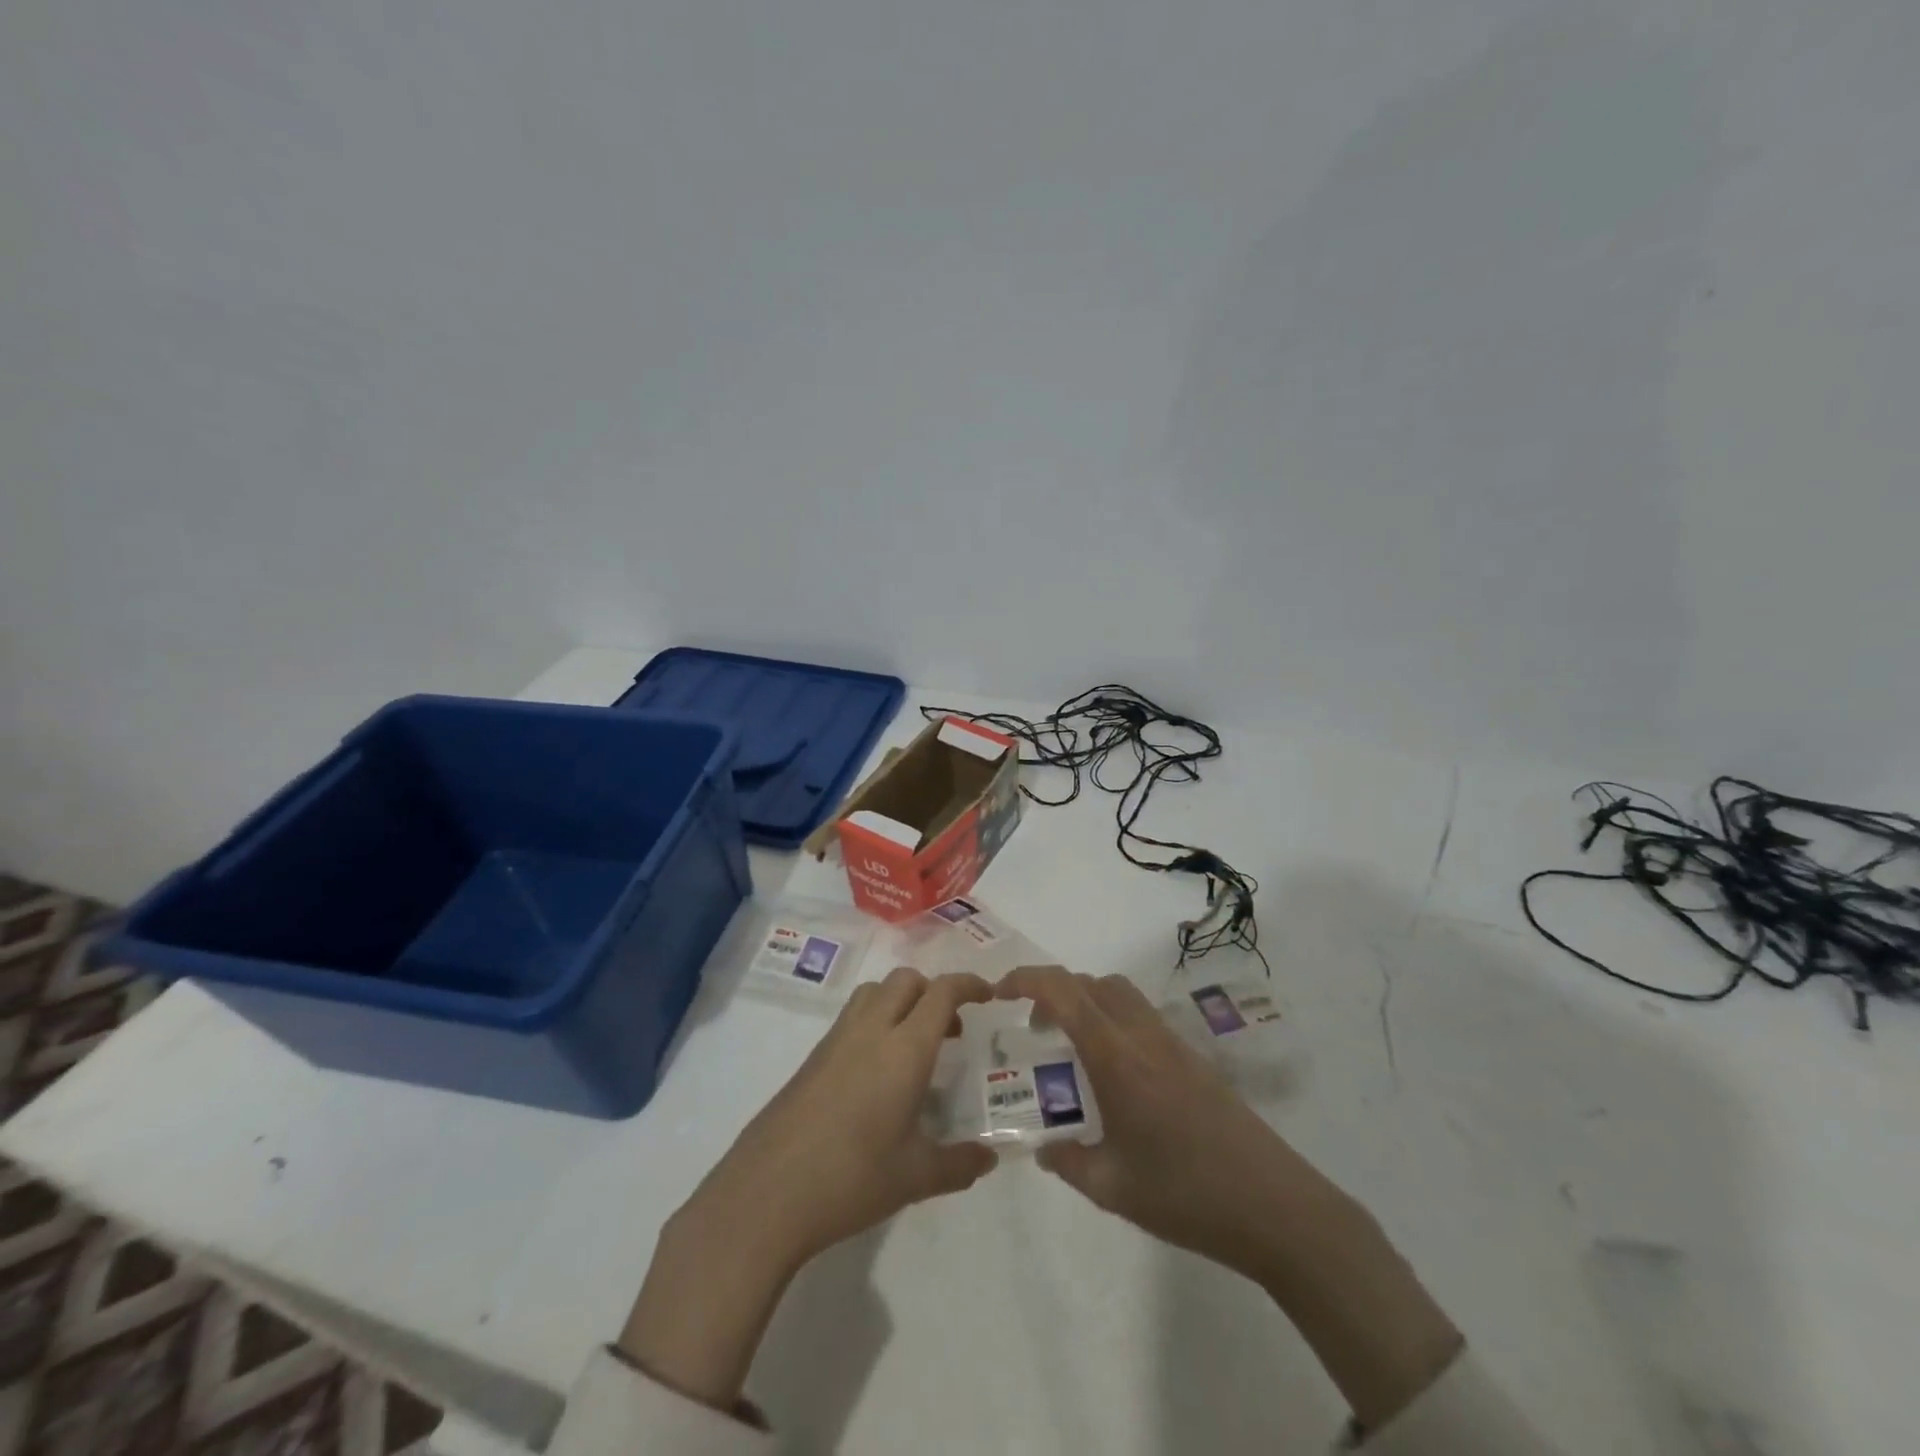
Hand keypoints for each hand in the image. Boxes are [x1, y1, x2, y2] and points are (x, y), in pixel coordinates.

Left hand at [620, 968, 996, 1409]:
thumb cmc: (851, 1179)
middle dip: (934, 990)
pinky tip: (877, 1074)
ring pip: (874, 992)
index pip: (942, 992)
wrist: (766, 1195)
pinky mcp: (811, 1058)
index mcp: (904, 1048)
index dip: (969, 984)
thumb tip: (989, 1158)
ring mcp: (835, 1041)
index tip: (988, 995)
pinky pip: (852, 1018)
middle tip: (952, 1029)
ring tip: (914, 1045)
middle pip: (906, 980)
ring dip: (901, 1000)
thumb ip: (959, 1163)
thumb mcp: (915, 1177)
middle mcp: (870, 1030)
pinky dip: (875, 1022)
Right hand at [998, 965, 1461, 1431]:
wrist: (1275, 1206)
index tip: (999, 992)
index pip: (1064, 993)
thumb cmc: (1186, 1195)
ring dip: (1087, 1003)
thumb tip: (1042, 1148)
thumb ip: (1068, 1162)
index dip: (1027, 980)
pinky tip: (1113, 1074)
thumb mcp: (1113, 1189)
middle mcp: (1143, 1036)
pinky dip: (1113, 1022)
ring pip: (1120, 995)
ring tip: (1070, 1048)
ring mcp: (1173, 1044)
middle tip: (1033, 1028)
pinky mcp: (1194, 1059)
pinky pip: (1141, 1018)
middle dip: (1054, 991)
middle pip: (1092, 983)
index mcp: (1117, 1057)